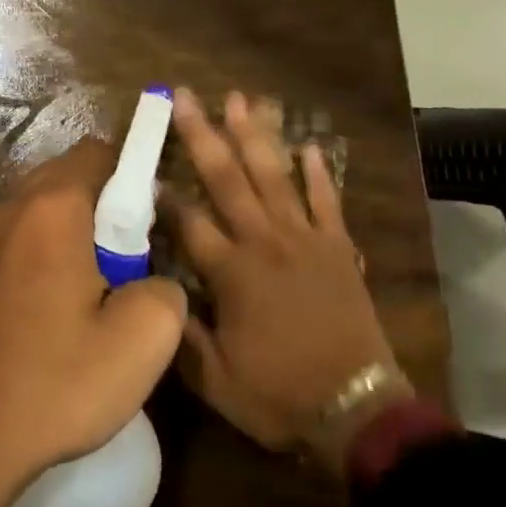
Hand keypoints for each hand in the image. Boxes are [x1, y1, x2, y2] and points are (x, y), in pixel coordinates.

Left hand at [0, 140, 187, 506]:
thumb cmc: (57, 380)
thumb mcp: (143, 341)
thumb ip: (167, 288)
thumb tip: (155, 280)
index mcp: (53, 207)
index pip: (100, 152)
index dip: (136, 172)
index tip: (156, 217)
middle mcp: (14, 208)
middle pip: (71, 175)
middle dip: (109, 202)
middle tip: (135, 256)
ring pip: (46, 208)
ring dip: (80, 230)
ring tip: (104, 286)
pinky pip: (25, 239)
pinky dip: (52, 251)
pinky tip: (65, 307)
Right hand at [171, 89, 411, 473]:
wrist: (357, 410)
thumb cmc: (279, 395)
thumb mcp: (215, 381)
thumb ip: (183, 334)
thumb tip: (156, 294)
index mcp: (231, 273)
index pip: (189, 221)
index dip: (165, 194)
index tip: (148, 165)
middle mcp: (264, 243)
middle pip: (226, 179)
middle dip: (202, 135)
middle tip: (185, 96)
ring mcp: (305, 240)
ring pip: (274, 176)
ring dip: (254, 136)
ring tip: (239, 99)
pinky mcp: (337, 247)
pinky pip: (327, 201)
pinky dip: (318, 173)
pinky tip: (309, 146)